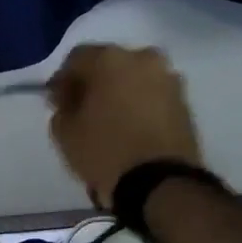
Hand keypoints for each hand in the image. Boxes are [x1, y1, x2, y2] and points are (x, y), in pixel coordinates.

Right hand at [46, 44, 204, 206]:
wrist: (161, 184)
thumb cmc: (105, 151)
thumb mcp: (65, 132)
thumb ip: (62, 107)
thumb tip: (71, 99)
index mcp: (110, 59)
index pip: (76, 59)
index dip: (62, 81)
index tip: (57, 104)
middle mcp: (143, 58)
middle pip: (108, 65)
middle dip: (93, 84)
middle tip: (81, 110)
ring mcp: (168, 79)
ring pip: (133, 79)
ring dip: (118, 94)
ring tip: (107, 122)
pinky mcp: (184, 102)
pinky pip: (151, 96)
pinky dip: (138, 106)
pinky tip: (128, 128)